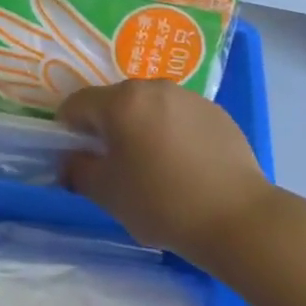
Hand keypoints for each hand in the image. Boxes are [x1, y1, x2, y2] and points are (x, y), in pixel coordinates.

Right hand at [58, 80, 273, 269]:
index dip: (68, 128)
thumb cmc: (162, 203)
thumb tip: (72, 160)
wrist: (237, 218)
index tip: (76, 156)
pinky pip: (180, 116)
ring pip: (150, 107)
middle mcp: (154, 88)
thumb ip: (78, 170)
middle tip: (115, 164)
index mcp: (122, 102)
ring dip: (142, 127)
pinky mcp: (217, 113)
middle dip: (108, 126)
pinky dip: (173, 132)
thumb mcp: (107, 193)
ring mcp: (190, 97)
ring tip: (154, 165)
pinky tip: (185, 166)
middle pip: (116, 101)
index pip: (78, 103)